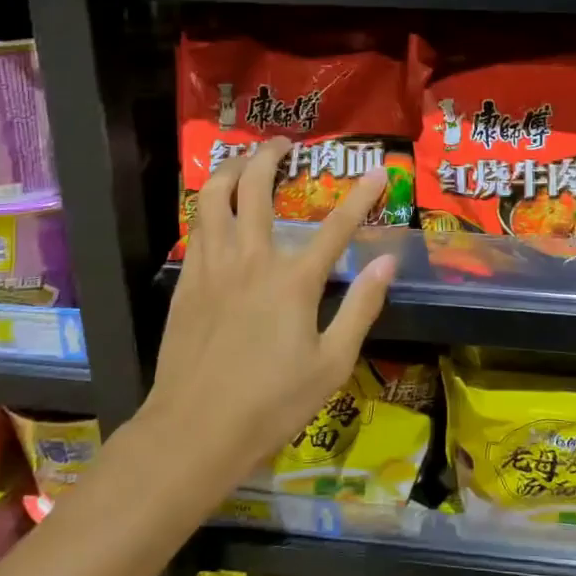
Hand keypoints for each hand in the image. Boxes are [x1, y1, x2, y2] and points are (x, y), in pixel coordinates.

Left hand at [145, 138, 395, 484]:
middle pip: (257, 189)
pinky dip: (209, 204)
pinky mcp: (187, 280)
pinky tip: (217, 206)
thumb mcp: (331, 364)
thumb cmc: (271, 404)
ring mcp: (213, 266)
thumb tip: (387, 263)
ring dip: (232, 168)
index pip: (337, 226)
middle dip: (271, 156)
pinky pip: (197, 226)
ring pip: (214, 196)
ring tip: (245, 158)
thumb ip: (361, 308)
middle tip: (285, 145)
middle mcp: (251, 259)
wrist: (194, 431)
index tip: (378, 171)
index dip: (362, 196)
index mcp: (293, 281)